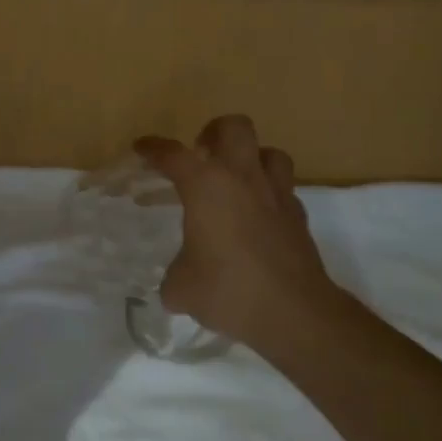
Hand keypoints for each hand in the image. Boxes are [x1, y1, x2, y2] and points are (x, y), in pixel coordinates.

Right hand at [136, 115, 342, 345]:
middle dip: (215, 132)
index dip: (153, 148)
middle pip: (234, 126)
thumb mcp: (183, 289)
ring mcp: (276, 194)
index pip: (172, 154)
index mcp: (205, 185)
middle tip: (202, 154)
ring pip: (269, 152)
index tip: (142, 148)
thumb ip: (174, 278)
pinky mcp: (299, 216)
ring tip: (237, 179)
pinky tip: (260, 215)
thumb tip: (175, 285)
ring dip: (251, 158)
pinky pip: (284, 189)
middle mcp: (241, 178)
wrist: (295, 313)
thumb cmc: (229, 290)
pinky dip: (270, 194)